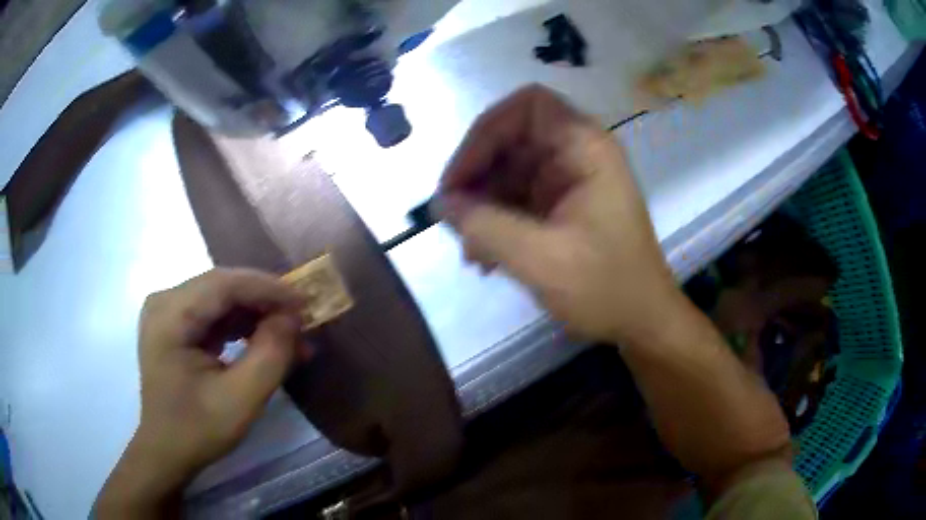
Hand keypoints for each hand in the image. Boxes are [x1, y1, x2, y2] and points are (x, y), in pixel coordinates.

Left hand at [95, 269, 306, 516]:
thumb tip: (292, 318)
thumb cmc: (198, 430)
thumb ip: (270, 356)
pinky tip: (265, 342)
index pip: (223, 284)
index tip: (305, 304)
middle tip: (301, 321)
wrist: (167, 450)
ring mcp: (168, 311)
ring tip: (290, 336)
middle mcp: (165, 301)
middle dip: (264, 302)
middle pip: (222, 287)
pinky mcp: (175, 324)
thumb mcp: (241, 400)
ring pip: (221, 298)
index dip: (267, 288)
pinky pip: (214, 313)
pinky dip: (242, 326)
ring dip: (256, 315)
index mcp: (170, 315)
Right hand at [436, 85, 677, 343]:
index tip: (460, 177)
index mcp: (585, 149)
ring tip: (470, 250)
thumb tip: (441, 204)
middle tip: (452, 217)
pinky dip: (496, 221)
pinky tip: (485, 258)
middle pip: (511, 139)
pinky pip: (517, 198)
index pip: (527, 106)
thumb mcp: (542, 261)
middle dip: (476, 175)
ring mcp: (569, 180)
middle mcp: (577, 154)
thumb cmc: (607, 289)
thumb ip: (487, 227)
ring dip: (482, 205)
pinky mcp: (561, 205)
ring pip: (508, 171)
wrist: (642, 321)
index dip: (486, 131)